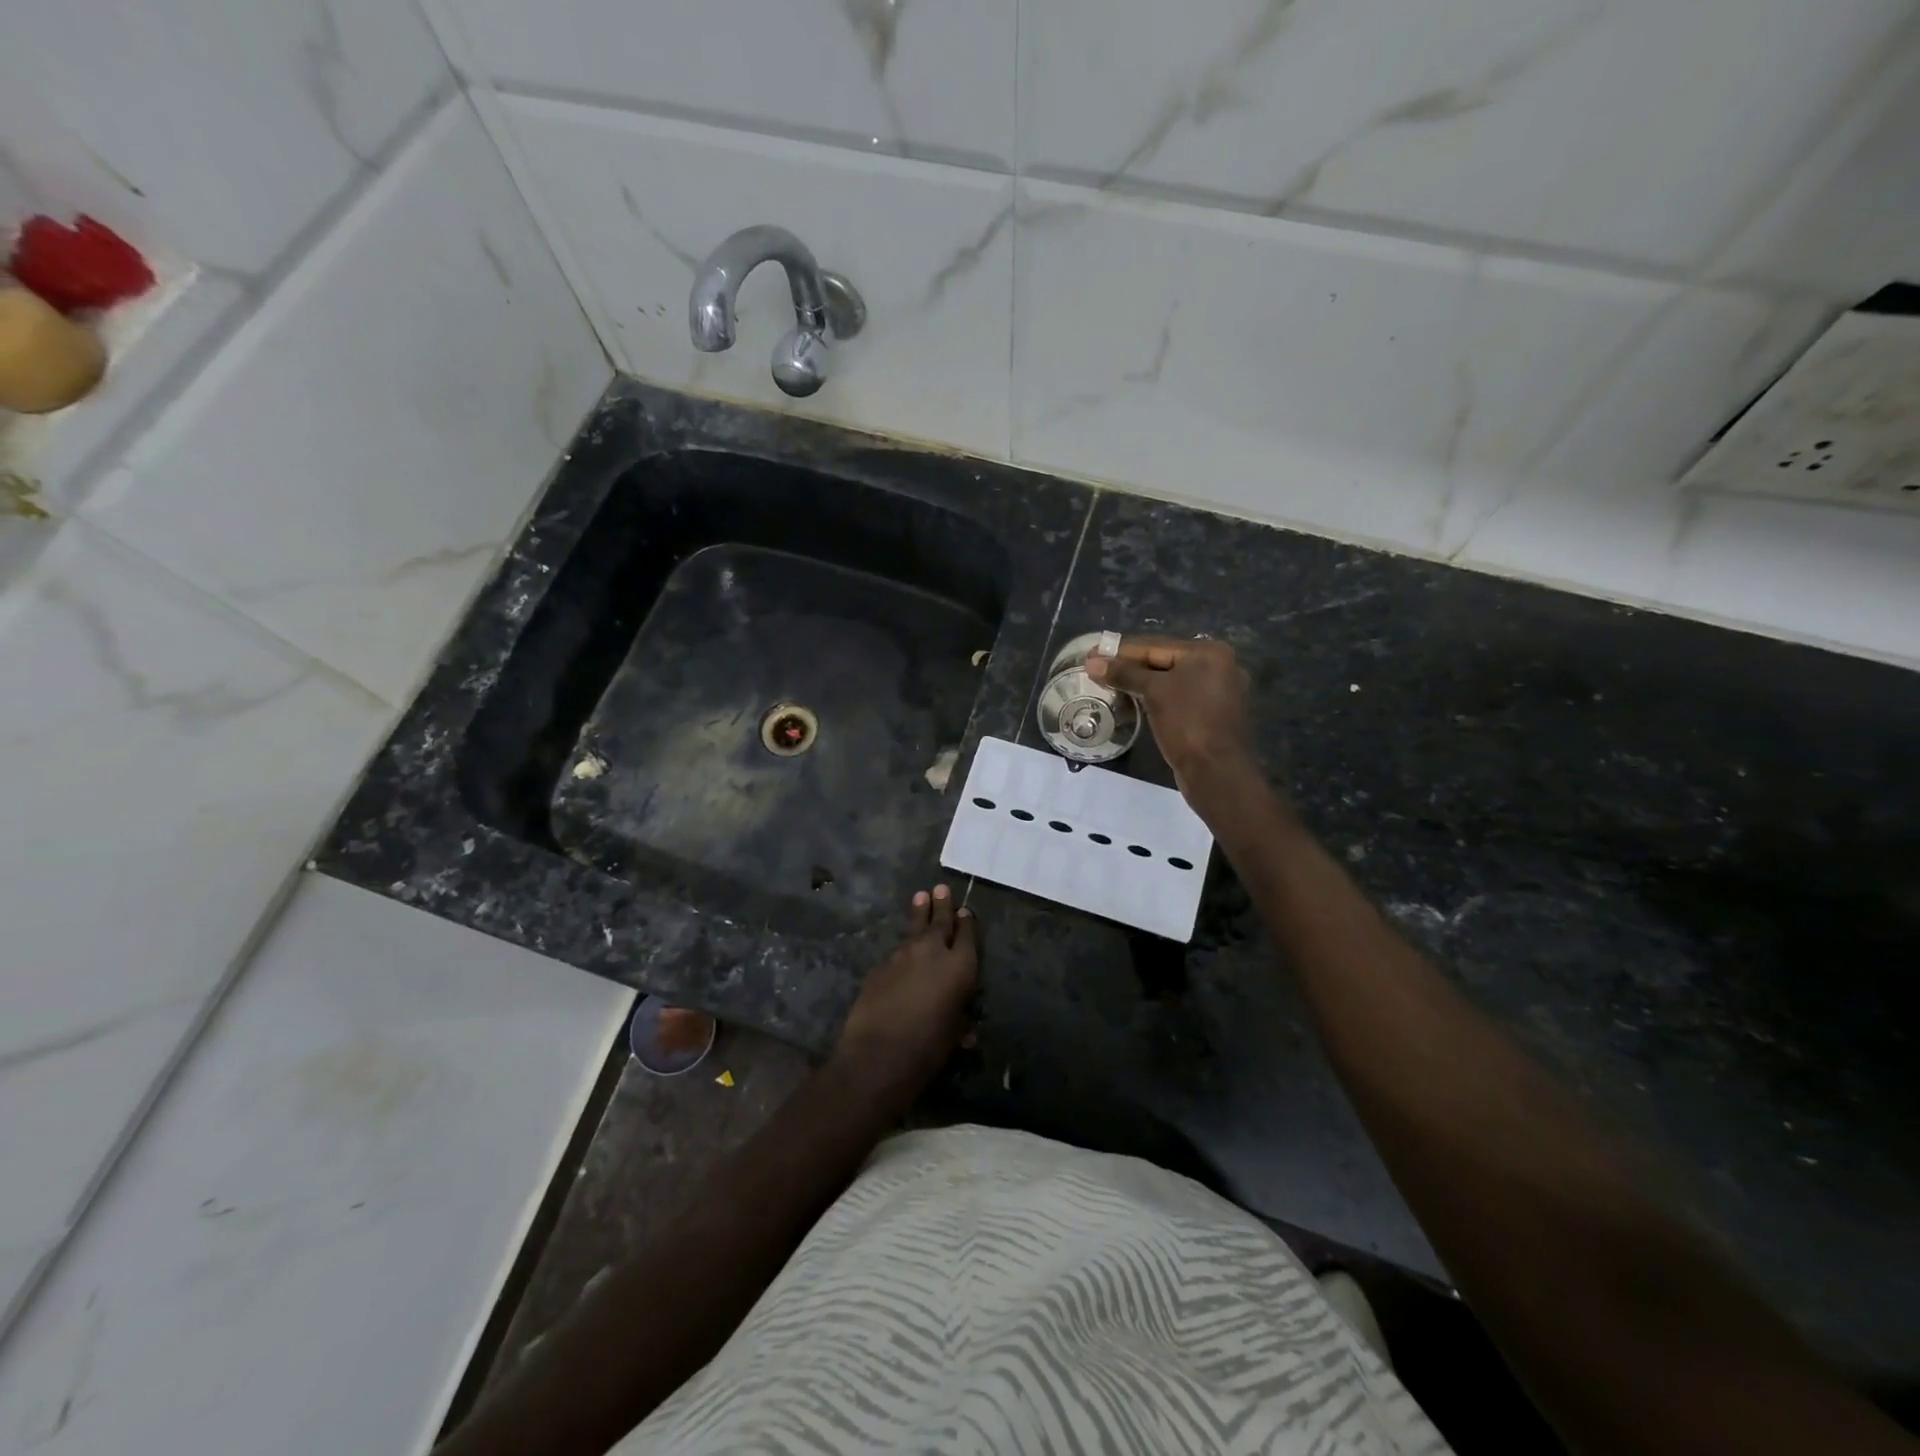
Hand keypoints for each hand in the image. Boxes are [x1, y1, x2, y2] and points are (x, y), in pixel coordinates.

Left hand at [832, 885, 977, 1106]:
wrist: (878, 1053)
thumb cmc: (928, 1048)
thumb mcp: (954, 1036)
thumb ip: (960, 1021)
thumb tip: (966, 1030)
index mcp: (959, 967)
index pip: (966, 936)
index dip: (967, 923)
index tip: (966, 911)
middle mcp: (932, 952)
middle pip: (940, 922)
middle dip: (942, 906)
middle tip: (941, 888)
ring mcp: (902, 956)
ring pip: (915, 930)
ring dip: (919, 914)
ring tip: (920, 897)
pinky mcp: (880, 966)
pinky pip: (896, 952)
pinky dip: (903, 948)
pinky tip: (901, 951)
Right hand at [1086, 636, 1258, 803]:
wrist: (1217, 772)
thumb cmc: (1188, 723)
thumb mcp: (1154, 692)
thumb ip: (1124, 674)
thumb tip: (1092, 663)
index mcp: (1209, 652)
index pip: (1155, 645)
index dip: (1120, 651)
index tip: (1092, 655)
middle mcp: (1219, 666)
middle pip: (1164, 661)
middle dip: (1129, 667)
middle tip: (1097, 671)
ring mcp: (1219, 692)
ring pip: (1170, 681)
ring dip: (1141, 684)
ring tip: (1110, 686)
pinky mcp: (1213, 714)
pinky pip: (1178, 698)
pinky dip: (1156, 699)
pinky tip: (1134, 703)